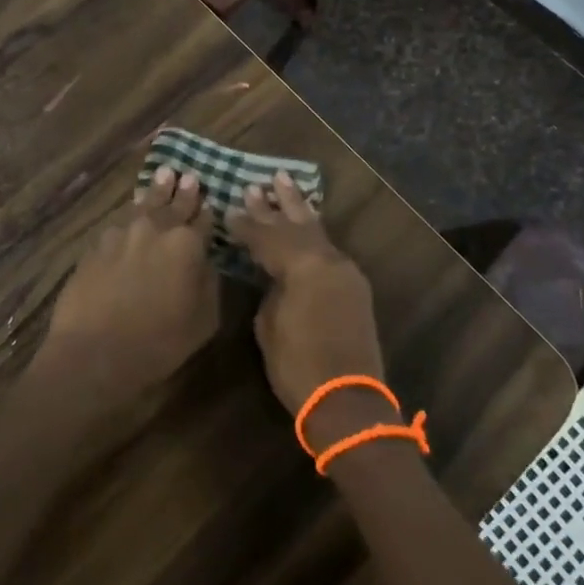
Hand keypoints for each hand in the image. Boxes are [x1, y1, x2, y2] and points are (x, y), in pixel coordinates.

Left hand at [33, 167, 216, 408]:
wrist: (94, 352)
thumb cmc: (159, 342)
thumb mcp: (204, 320)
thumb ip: (210, 283)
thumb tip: (207, 262)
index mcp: (187, 244)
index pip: (204, 219)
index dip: (208, 211)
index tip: (210, 200)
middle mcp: (154, 228)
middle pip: (173, 203)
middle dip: (183, 191)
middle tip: (187, 175)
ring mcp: (121, 233)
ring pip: (143, 204)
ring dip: (155, 191)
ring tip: (163, 175)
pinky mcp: (95, 245)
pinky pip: (119, 221)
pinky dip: (130, 214)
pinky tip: (131, 211)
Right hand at [227, 172, 386, 443]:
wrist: (348, 402)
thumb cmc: (298, 366)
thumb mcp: (270, 325)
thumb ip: (271, 289)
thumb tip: (273, 275)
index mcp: (303, 266)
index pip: (267, 237)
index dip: (246, 224)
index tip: (229, 208)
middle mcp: (327, 260)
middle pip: (295, 224)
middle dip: (274, 205)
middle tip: (257, 183)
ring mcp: (345, 271)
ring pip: (316, 230)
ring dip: (298, 208)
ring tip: (284, 182)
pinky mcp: (354, 286)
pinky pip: (328, 248)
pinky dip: (313, 231)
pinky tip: (307, 221)